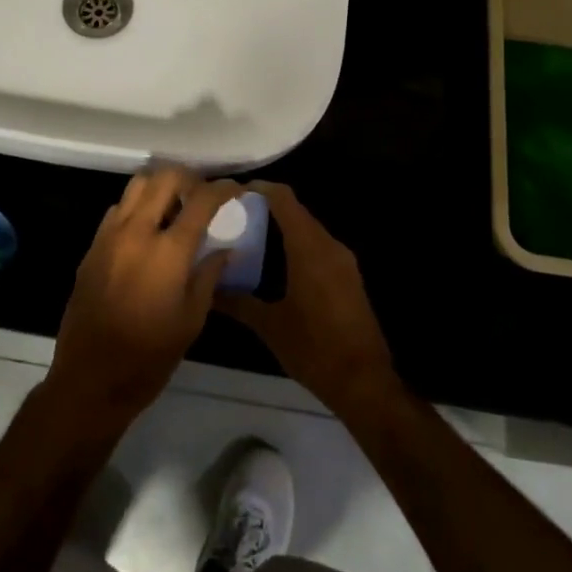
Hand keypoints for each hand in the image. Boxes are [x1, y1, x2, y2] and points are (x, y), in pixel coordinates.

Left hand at [45, 168, 239, 425]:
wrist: (90, 378)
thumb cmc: (150, 356)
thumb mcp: (192, 319)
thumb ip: (209, 275)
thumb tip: (225, 249)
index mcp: (167, 250)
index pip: (201, 200)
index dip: (223, 189)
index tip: (236, 189)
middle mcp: (136, 231)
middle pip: (164, 177)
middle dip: (190, 177)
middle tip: (203, 193)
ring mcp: (109, 235)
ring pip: (137, 185)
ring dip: (160, 186)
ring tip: (176, 205)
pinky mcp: (92, 246)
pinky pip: (118, 208)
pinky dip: (138, 205)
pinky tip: (148, 229)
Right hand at [216, 182, 397, 414]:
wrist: (364, 381)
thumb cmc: (314, 348)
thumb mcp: (269, 326)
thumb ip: (237, 302)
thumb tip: (207, 290)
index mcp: (309, 248)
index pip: (285, 200)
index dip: (261, 189)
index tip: (233, 192)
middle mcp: (329, 246)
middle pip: (297, 212)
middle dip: (268, 208)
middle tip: (235, 214)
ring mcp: (343, 261)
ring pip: (309, 229)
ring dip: (283, 227)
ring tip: (251, 235)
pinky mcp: (349, 277)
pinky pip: (319, 247)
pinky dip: (298, 244)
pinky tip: (277, 262)